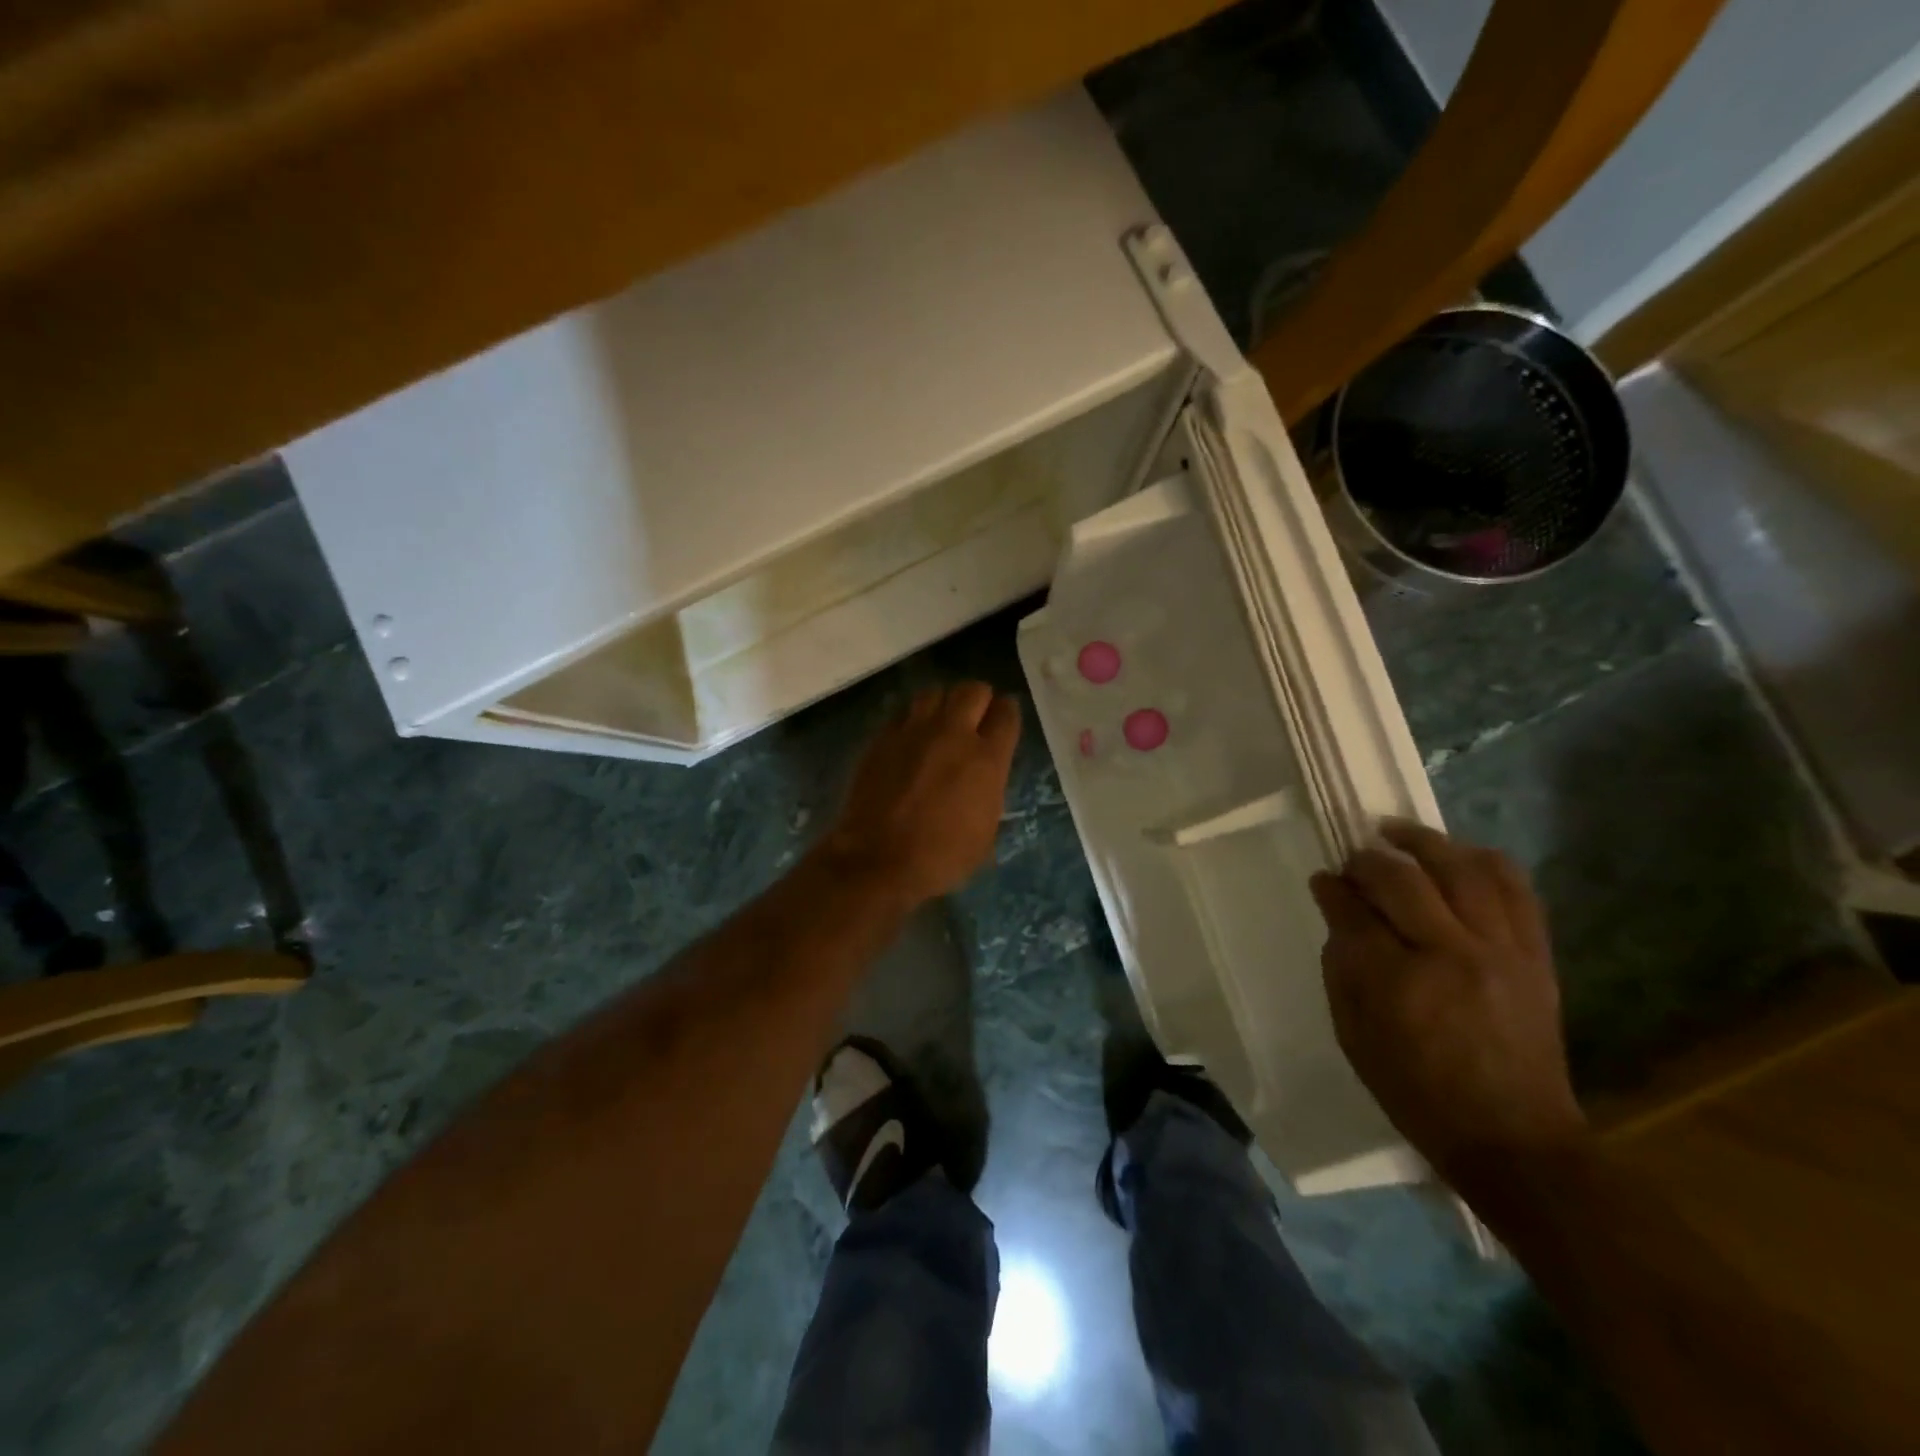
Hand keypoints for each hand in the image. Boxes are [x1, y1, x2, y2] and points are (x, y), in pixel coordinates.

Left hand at [823, 682, 1020, 906]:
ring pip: (934, 693)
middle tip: (975, 716)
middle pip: (972, 691)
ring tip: (941, 721)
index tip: (1004, 718)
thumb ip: (990, 791)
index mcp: (986, 759)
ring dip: (943, 703)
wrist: (879, 860)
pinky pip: (903, 713)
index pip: (1006, 714)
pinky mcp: (883, 738)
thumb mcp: (986, 832)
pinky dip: (912, 719)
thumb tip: (985, 777)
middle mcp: (953, 734)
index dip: (1008, 712)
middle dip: (979, 699)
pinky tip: (911, 737)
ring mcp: (914, 732)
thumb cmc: (941, 857)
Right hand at [1310, 820, 1587, 1189]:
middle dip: (1367, 860)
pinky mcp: (1535, 954)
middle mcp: (1450, 954)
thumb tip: (1337, 911)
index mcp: (1396, 982)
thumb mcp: (1354, 1035)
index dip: (1332, 887)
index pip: (1353, 911)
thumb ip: (1341, 966)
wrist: (1513, 1137)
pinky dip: (1482, 860)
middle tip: (1354, 861)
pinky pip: (1514, 887)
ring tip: (1398, 833)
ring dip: (1423, 842)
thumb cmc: (1415, 1091)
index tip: (1323, 879)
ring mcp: (1500, 950)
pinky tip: (1456, 855)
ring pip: (1461, 868)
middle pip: (1401, 878)